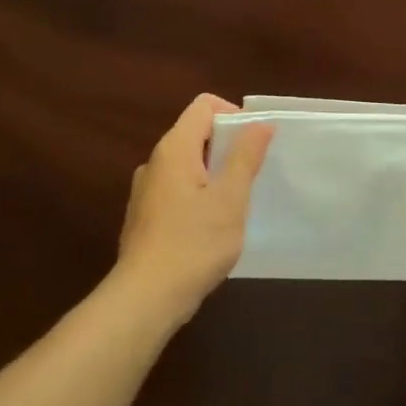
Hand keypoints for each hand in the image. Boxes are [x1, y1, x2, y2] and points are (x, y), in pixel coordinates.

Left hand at [114, 94, 273, 323]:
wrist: (145, 299)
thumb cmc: (193, 243)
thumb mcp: (230, 198)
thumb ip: (246, 157)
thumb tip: (260, 124)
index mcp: (174, 149)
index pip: (204, 106)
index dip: (233, 114)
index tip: (255, 143)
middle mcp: (155, 163)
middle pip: (196, 134)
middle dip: (228, 147)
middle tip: (253, 175)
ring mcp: (146, 191)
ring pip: (188, 165)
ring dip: (215, 175)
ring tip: (237, 203)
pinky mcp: (144, 218)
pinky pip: (178, 191)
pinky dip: (199, 196)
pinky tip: (213, 228)